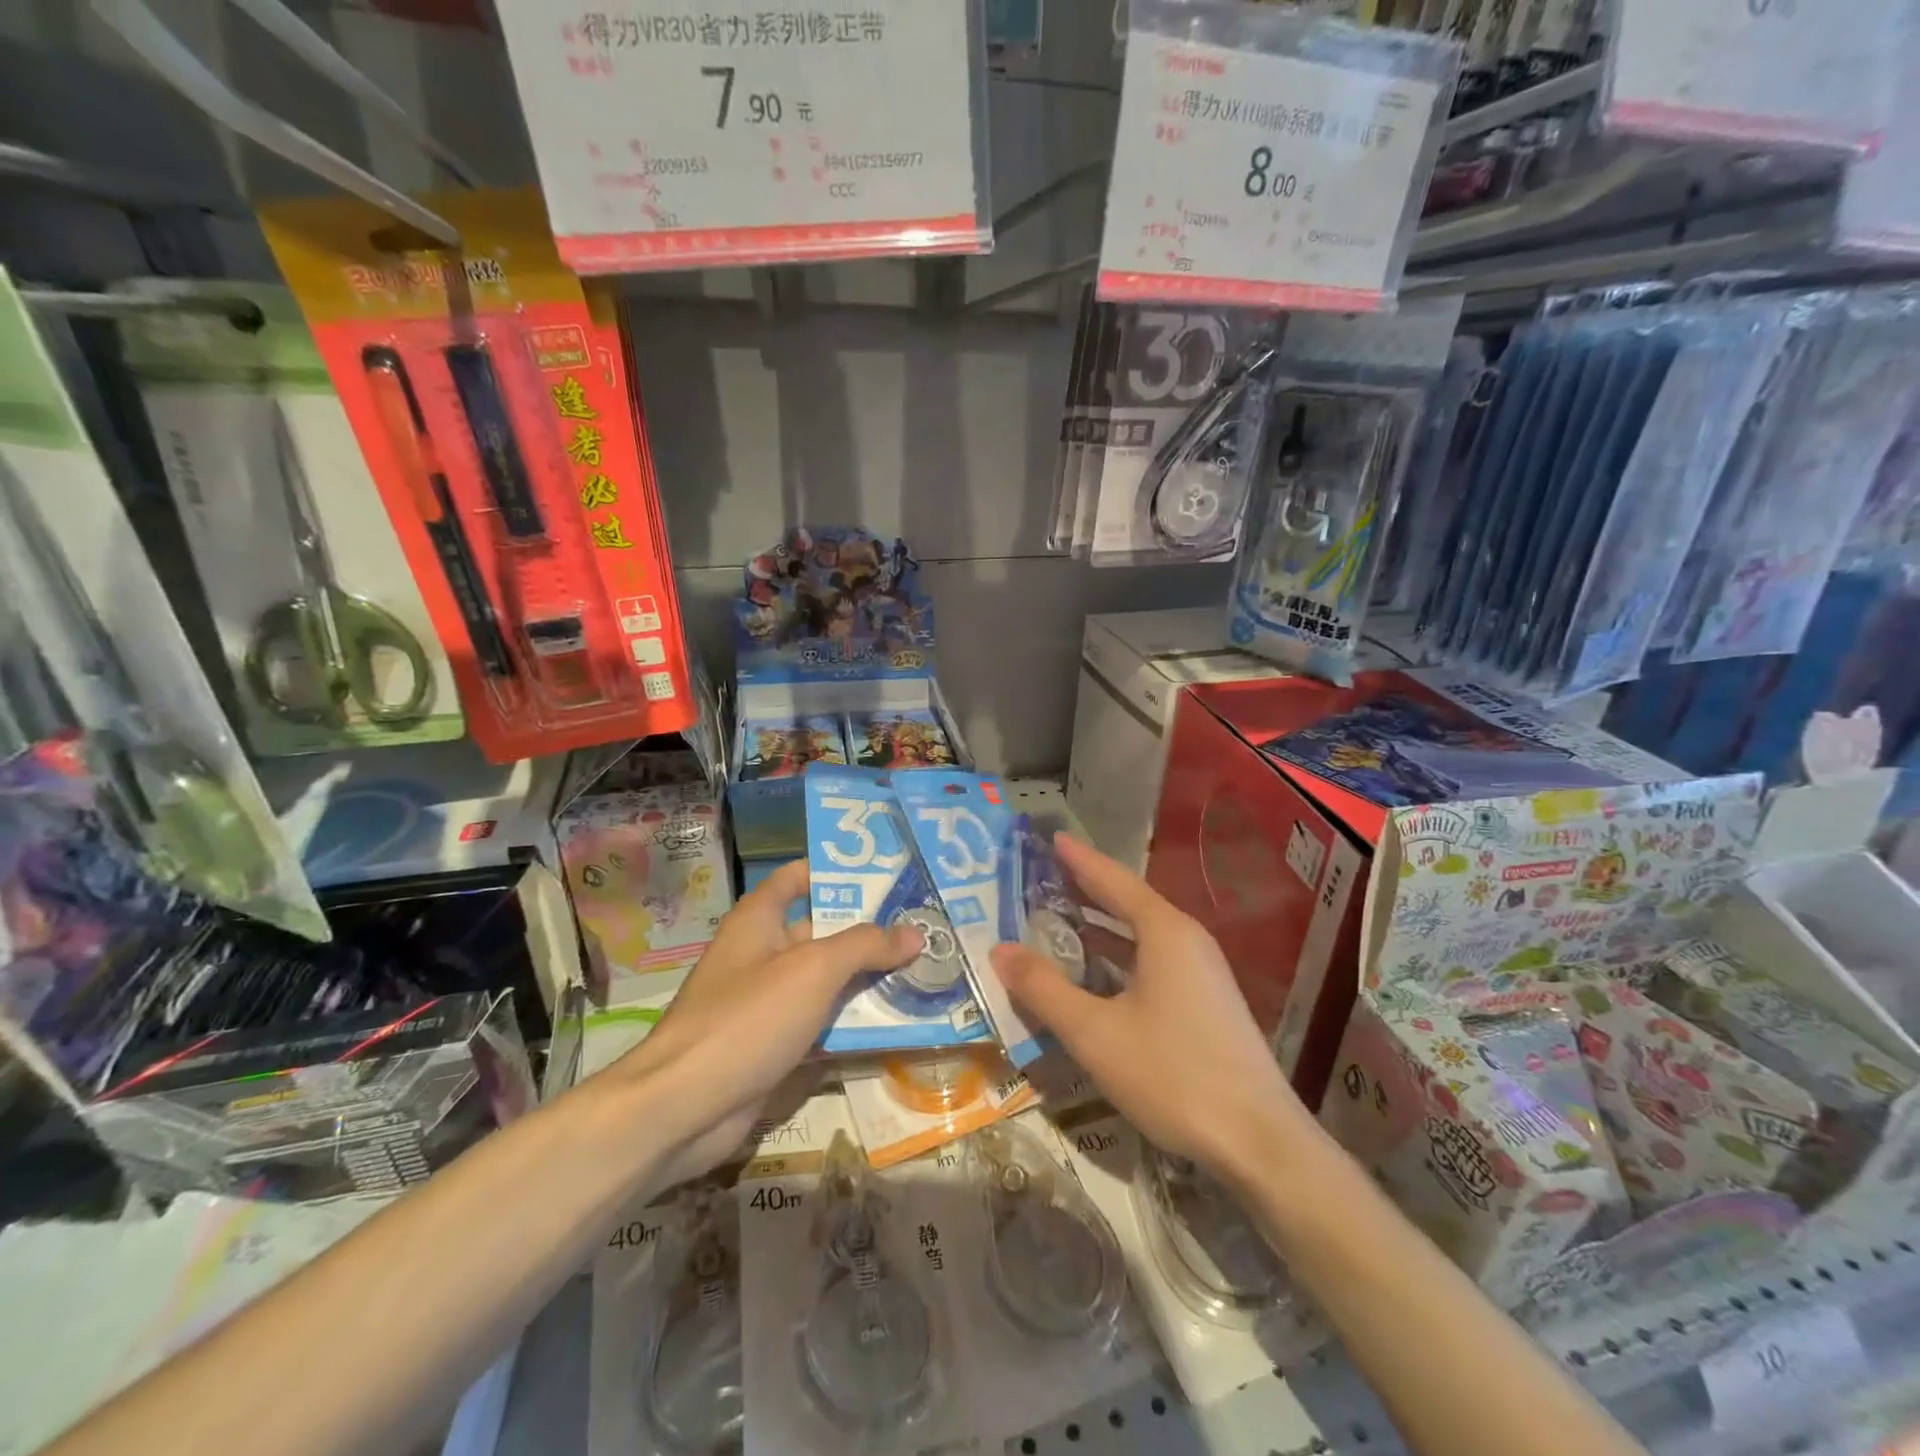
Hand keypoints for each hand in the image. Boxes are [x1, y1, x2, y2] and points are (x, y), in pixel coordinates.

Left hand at [614, 859, 922, 1182]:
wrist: (684, 1108)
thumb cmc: (748, 1018)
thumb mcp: (814, 970)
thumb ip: (865, 946)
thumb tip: (915, 933)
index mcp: (759, 919)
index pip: (799, 877)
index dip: (838, 872)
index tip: (888, 874)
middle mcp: (761, 953)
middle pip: (822, 931)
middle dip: (870, 932)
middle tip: (924, 928)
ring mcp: (766, 1002)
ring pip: (825, 981)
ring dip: (867, 980)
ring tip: (924, 972)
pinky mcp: (772, 1044)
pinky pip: (819, 1023)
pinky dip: (851, 1022)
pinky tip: (895, 1023)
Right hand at [989, 835, 1319, 1188]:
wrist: (1260, 1143)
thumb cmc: (1173, 1075)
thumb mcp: (1095, 1033)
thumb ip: (1045, 989)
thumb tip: (1000, 949)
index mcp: (1165, 932)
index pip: (1113, 880)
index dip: (1080, 860)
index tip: (1052, 838)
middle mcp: (1187, 941)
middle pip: (1130, 903)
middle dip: (1087, 890)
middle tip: (1044, 877)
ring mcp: (1203, 973)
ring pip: (1143, 935)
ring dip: (1103, 926)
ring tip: (1061, 919)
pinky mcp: (1208, 1004)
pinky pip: (1155, 961)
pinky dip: (1121, 955)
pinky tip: (1098, 974)